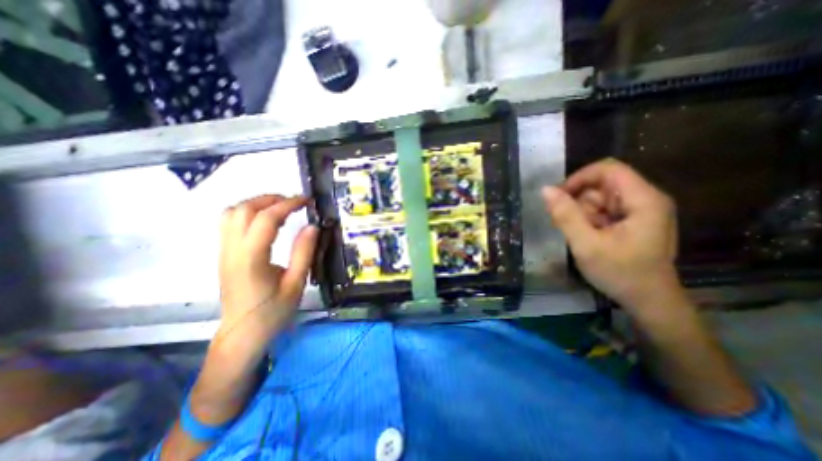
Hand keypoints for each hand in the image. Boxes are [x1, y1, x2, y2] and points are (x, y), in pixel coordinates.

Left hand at [215, 194, 316, 352]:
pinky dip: (248, 213)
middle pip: (243, 209)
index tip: (306, 201)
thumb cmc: (273, 311)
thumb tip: (312, 227)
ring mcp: (224, 252)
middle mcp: (232, 250)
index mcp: (252, 258)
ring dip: (257, 204)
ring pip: (231, 213)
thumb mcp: (295, 283)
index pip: (266, 218)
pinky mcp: (224, 255)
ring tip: (281, 208)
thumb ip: (303, 252)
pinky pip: (230, 223)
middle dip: (271, 199)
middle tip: (295, 202)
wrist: (242, 334)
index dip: (287, 204)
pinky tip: (266, 221)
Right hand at [545, 158, 683, 316]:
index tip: (559, 197)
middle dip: (579, 201)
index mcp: (643, 200)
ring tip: (580, 236)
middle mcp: (645, 199)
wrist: (649, 302)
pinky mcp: (633, 221)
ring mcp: (640, 211)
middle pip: (602, 184)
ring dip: (583, 213)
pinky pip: (603, 210)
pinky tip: (587, 237)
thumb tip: (545, 190)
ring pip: (600, 198)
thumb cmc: (620, 273)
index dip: (579, 178)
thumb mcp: (586, 245)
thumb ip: (565, 215)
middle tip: (567, 224)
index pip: (607, 169)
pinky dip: (589, 220)